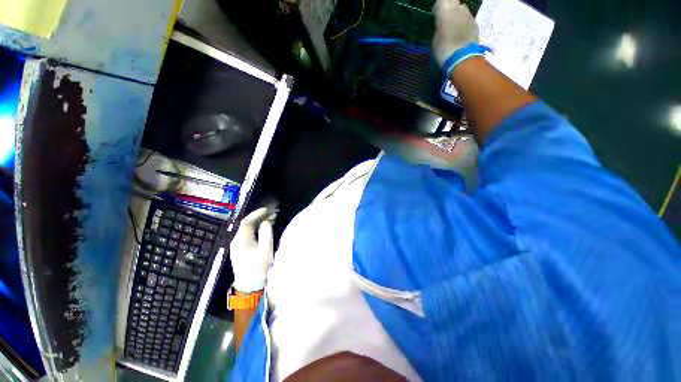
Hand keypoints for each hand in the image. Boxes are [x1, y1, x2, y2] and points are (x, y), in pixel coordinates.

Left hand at [229, 207, 276, 292]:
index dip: (257, 213)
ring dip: (259, 222)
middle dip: (260, 216)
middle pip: (247, 223)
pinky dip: (257, 228)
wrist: (249, 285)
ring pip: (247, 228)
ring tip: (272, 218)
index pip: (247, 221)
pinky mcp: (240, 248)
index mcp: (241, 240)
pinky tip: (265, 227)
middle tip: (273, 213)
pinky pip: (248, 233)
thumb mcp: (266, 250)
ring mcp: (237, 244)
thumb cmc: (259, 268)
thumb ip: (266, 234)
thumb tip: (266, 222)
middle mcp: (236, 240)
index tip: (267, 209)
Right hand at [432, 0, 479, 69]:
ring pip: (461, 11)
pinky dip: (463, 25)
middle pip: (453, 4)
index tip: (435, 16)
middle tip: (444, 23)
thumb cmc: (444, 50)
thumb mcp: (435, 40)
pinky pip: (467, 20)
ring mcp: (469, 15)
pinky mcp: (475, 23)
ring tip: (453, 30)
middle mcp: (459, 8)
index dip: (438, 8)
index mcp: (446, 10)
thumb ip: (439, 28)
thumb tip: (442, 25)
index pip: (441, 1)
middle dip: (449, 11)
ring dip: (457, 17)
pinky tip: (460, 35)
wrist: (463, 59)